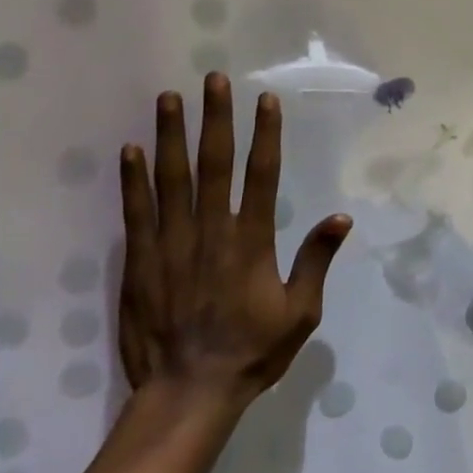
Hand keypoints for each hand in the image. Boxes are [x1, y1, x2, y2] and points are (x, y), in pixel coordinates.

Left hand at [118, 74, 352, 404]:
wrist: (189, 391)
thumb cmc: (252, 351)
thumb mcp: (300, 312)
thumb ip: (316, 261)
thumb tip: (341, 218)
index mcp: (251, 241)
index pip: (261, 175)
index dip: (264, 134)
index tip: (264, 100)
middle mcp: (211, 232)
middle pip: (214, 164)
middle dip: (215, 118)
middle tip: (213, 80)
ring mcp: (171, 244)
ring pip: (171, 178)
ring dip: (170, 135)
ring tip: (168, 98)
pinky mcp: (139, 261)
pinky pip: (135, 212)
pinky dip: (133, 179)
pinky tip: (131, 150)